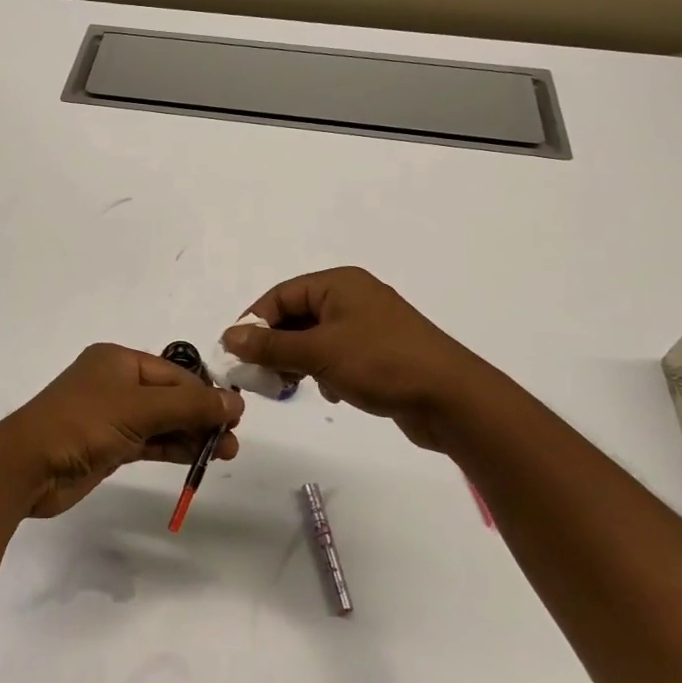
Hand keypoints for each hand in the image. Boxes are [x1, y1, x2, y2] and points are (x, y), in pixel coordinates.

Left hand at [0, 344, 243, 518]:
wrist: (28, 466)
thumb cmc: (82, 423)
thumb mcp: (138, 409)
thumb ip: (189, 405)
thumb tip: (234, 402)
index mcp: (118, 360)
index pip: (174, 372)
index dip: (206, 392)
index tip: (236, 416)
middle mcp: (115, 382)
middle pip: (170, 395)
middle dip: (202, 416)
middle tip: (233, 442)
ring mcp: (111, 415)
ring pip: (162, 420)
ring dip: (192, 434)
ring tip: (226, 453)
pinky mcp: (108, 445)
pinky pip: (149, 441)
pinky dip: (172, 448)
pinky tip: (197, 459)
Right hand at [221, 267, 516, 451]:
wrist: (452, 399)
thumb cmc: (382, 363)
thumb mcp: (319, 352)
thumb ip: (271, 345)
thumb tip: (230, 336)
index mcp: (339, 284)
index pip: (281, 295)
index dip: (255, 322)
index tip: (236, 353)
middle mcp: (352, 298)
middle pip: (296, 316)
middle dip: (276, 346)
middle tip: (260, 375)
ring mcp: (368, 326)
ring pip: (315, 339)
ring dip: (299, 361)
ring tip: (291, 386)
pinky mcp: (379, 354)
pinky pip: (336, 356)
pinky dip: (325, 372)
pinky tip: (331, 392)